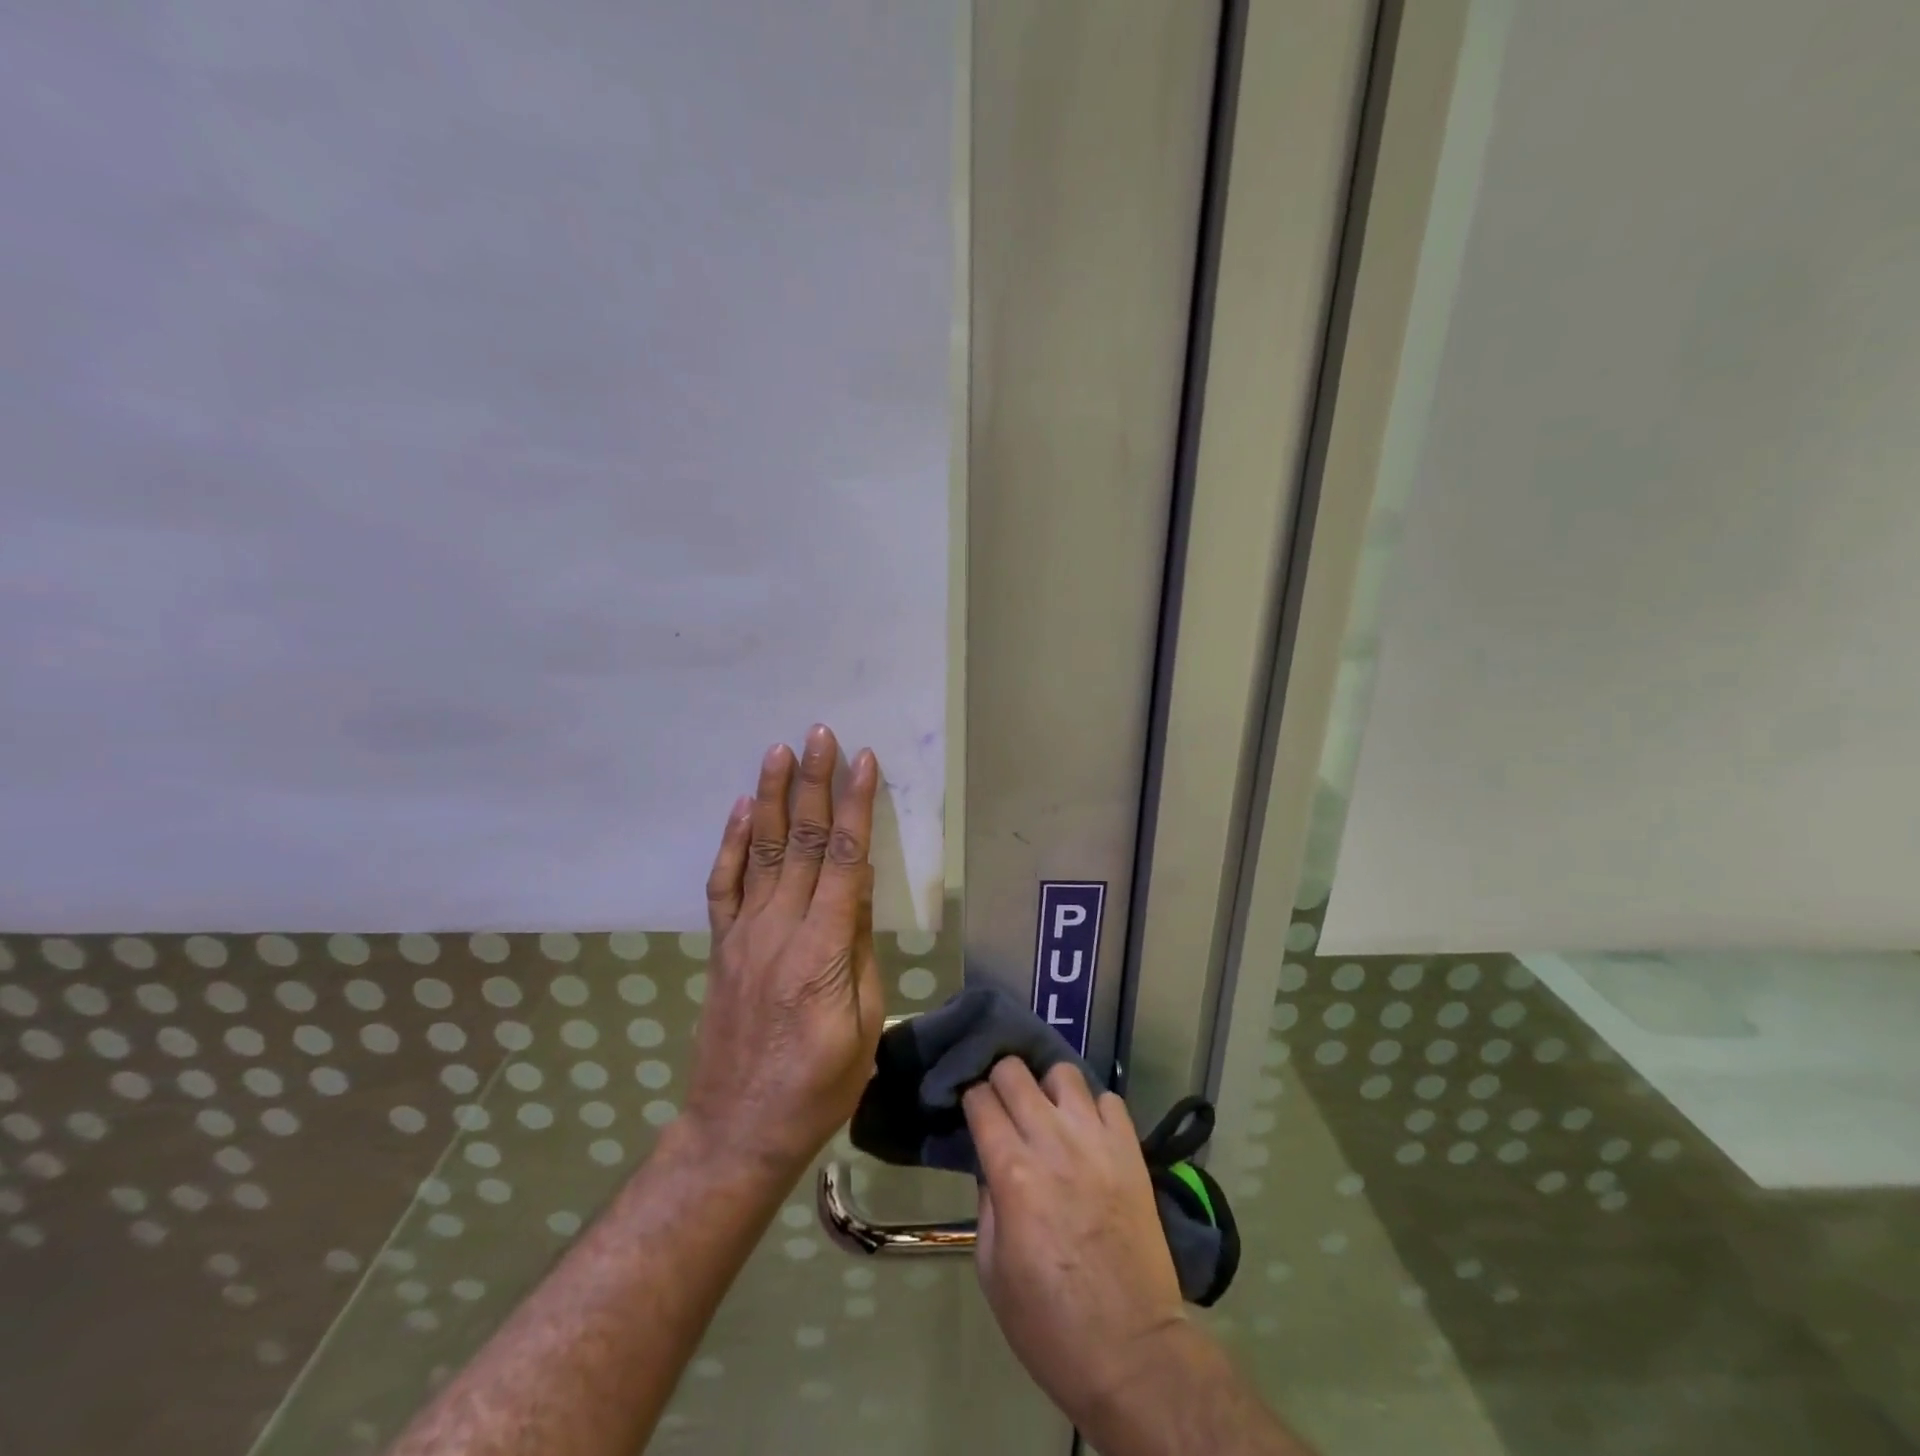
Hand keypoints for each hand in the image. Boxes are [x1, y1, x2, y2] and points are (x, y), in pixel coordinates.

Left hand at [684, 725, 884, 1177]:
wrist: (737, 1129)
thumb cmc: (818, 1087)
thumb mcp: (862, 1025)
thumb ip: (859, 951)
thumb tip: (860, 891)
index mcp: (822, 949)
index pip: (846, 860)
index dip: (857, 807)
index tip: (864, 762)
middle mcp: (779, 929)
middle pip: (804, 842)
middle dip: (815, 783)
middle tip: (820, 734)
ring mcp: (744, 935)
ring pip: (764, 852)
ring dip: (775, 798)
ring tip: (780, 751)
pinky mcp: (722, 946)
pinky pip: (725, 885)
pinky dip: (733, 844)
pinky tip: (743, 810)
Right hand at [963, 1059, 1189, 1425]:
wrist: (1132, 1353)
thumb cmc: (1050, 1324)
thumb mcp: (992, 1272)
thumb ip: (988, 1205)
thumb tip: (992, 1166)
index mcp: (1012, 1172)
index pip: (980, 1099)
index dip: (971, 1100)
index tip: (972, 1112)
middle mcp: (1052, 1142)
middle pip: (1015, 1072)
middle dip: (1001, 1081)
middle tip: (1003, 1106)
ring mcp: (1096, 1141)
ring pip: (1064, 1073)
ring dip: (1048, 1088)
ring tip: (1049, 1114)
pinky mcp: (1131, 1151)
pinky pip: (1110, 1100)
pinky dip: (1093, 1108)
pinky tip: (1088, 1133)